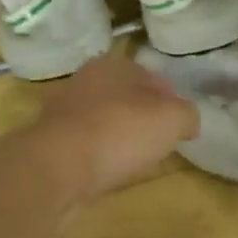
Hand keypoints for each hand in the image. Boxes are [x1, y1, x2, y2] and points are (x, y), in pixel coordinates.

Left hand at [28, 54, 199, 199]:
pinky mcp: (50, 141)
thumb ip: (187, 116)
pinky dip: (99, 156)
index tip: (179, 126)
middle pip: (127, 99)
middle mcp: (85, 80)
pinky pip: (86, 146)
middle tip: (159, 143)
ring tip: (135, 162)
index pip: (153, 78)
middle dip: (143, 118)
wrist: (57, 168)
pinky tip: (108, 172)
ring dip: (119, 138)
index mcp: (114, 64)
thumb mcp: (173, 119)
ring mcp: (63, 111)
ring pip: (104, 121)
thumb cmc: (120, 132)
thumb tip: (186, 123)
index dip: (171, 101)